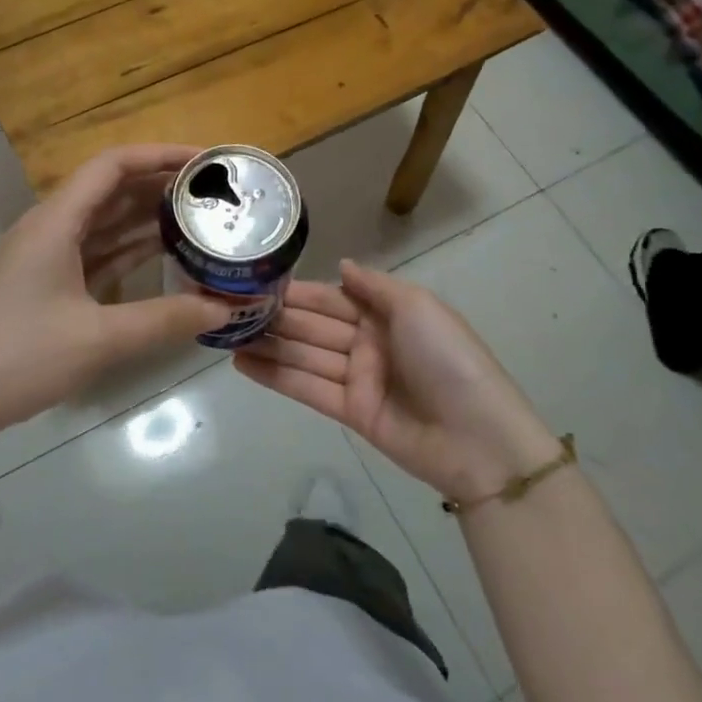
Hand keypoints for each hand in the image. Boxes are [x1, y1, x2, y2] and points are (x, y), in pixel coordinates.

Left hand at [0, 145, 232, 449]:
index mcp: (55, 221)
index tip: (205, 162)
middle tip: (215, 193)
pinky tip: (168, 255)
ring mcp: (49, 255)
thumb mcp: (99, 339)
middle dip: (162, 185)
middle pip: (112, 188)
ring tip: (202, 218)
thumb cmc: (21, 357)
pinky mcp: (50, 281)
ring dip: (149, 217)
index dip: (160, 155)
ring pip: (107, 221)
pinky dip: (132, 249)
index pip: (112, 165)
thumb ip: (166, 320)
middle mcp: (52, 226)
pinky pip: (99, 250)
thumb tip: (226, 308)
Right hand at [234, 260, 560, 500]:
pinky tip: (242, 363)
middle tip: (229, 308)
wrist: (477, 437)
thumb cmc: (447, 359)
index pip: (332, 297)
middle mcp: (368, 341)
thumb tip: (341, 265)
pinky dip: (275, 376)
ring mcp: (358, 378)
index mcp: (387, 313)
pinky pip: (307, 388)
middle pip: (313, 326)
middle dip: (275, 317)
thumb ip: (374, 286)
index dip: (298, 292)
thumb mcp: (417, 307)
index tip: (258, 282)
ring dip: (267, 345)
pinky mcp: (350, 412)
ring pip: (304, 356)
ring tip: (225, 335)